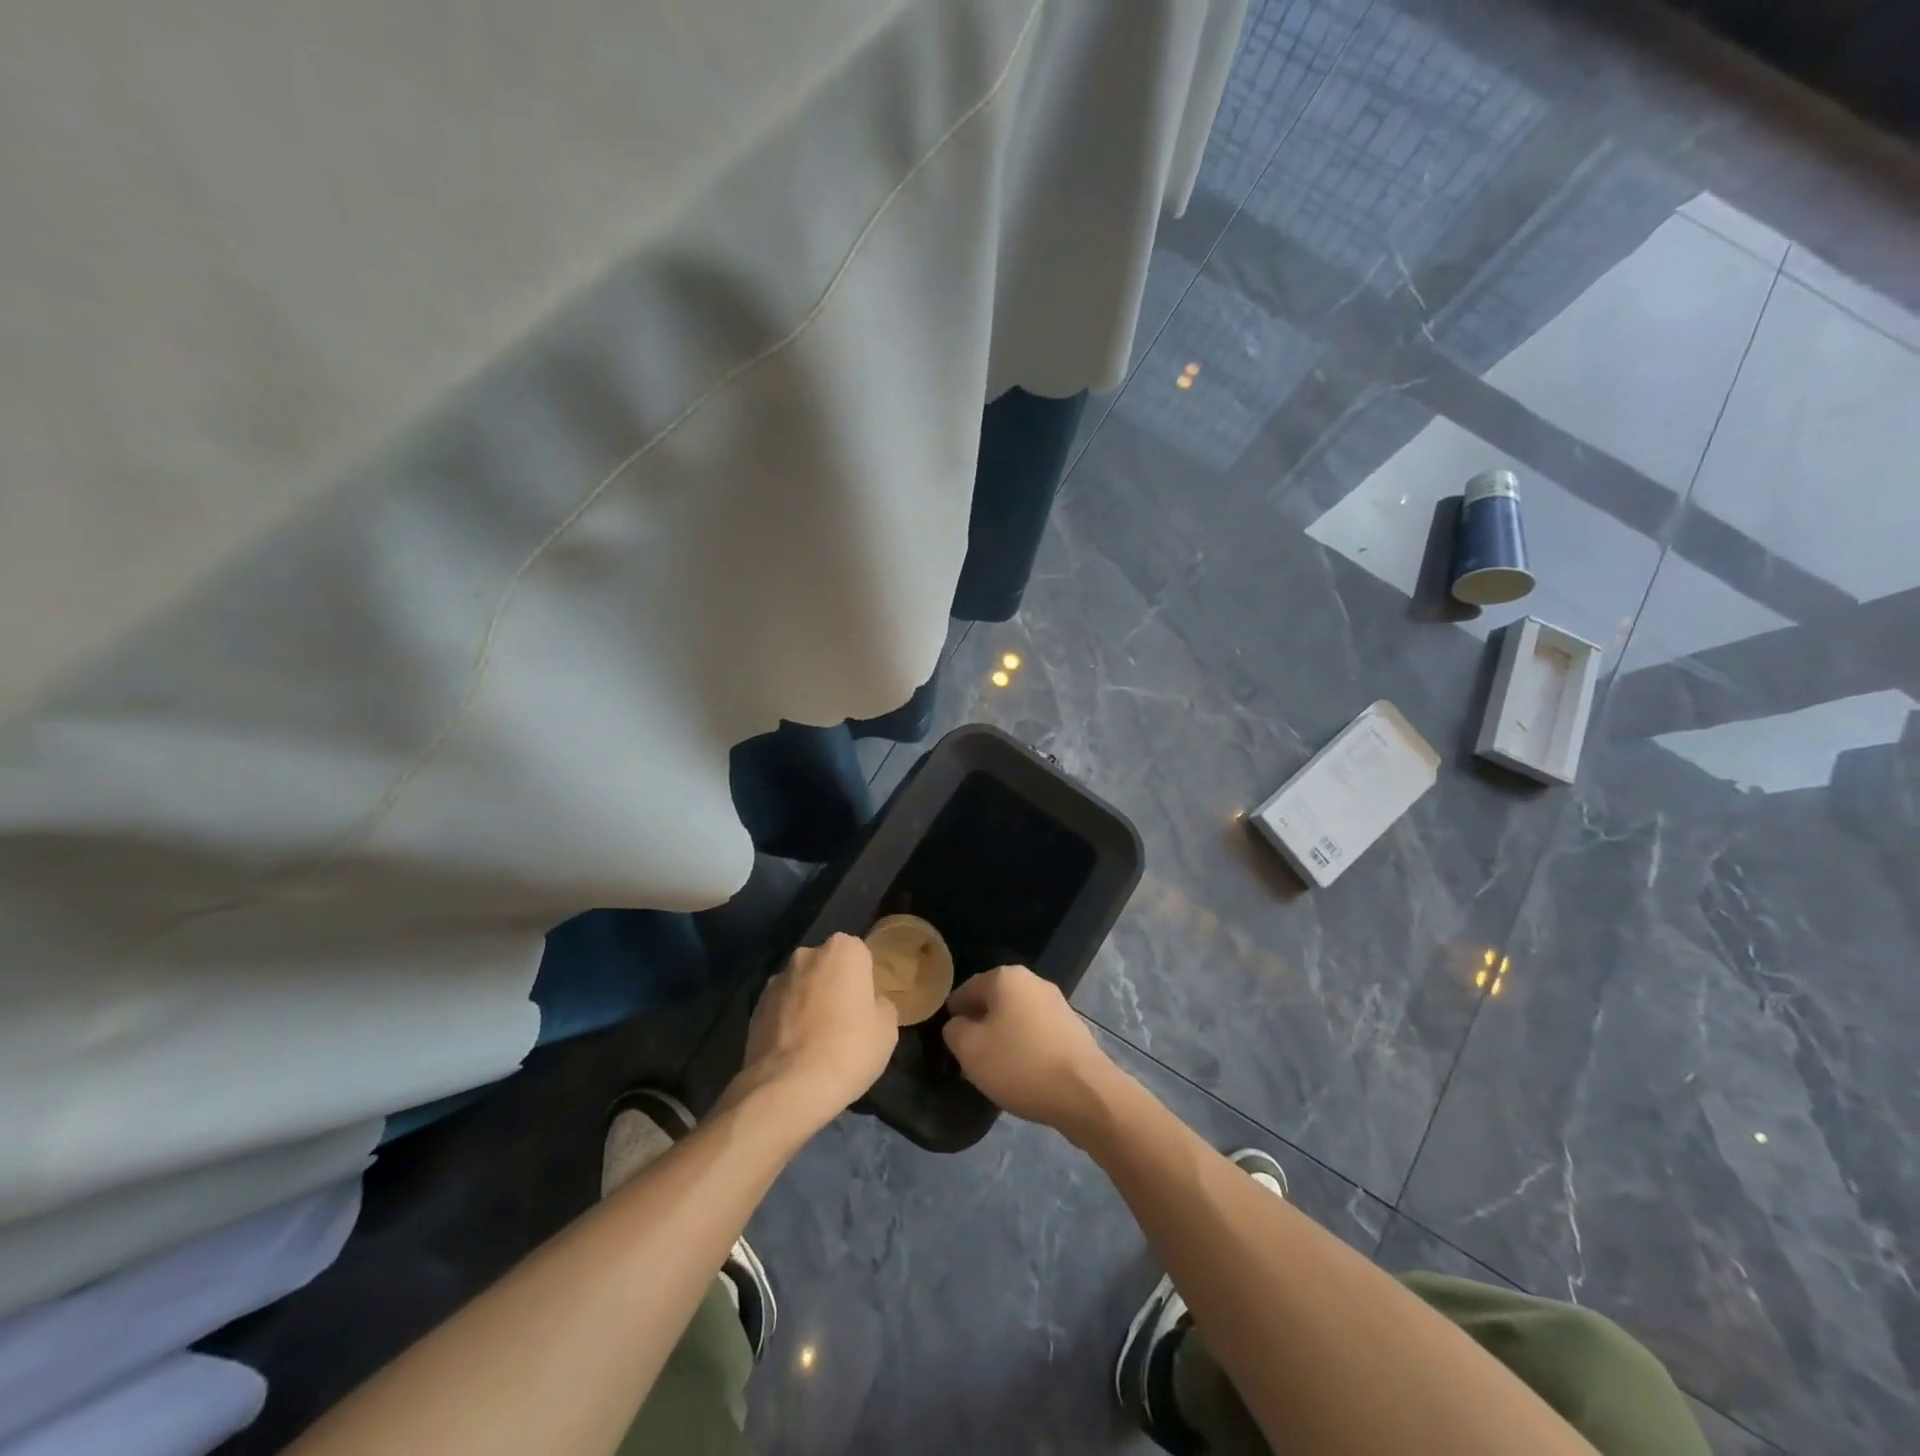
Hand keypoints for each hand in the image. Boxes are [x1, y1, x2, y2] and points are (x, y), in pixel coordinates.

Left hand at [725, 933, 898, 1135]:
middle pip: (827, 967)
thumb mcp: (887, 1029)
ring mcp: (776, 981)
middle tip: (844, 1022)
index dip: (864, 981)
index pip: (860, 955)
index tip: (866, 1007)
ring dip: (808, 1002)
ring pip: (801, 986)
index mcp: (842, 950)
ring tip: (815, 1041)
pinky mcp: (754, 1008)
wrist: (787, 1088)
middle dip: (834, 986)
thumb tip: (869, 1004)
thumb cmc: (848, 1050)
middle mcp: (806, 955)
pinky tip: (795, 1051)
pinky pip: (781, 1008)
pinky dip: (788, 1021)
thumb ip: (881, 1005)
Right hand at [942, 965, 1120, 1139]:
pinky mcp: (1072, 1027)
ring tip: (994, 1070)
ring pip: (1016, 1017)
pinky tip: (1022, 1073)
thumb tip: (958, 1024)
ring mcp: (1057, 1003)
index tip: (948, 1040)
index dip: (953, 1013)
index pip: (967, 989)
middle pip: (994, 1001)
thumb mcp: (970, 1050)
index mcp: (1006, 977)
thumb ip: (954, 1031)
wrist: (1084, 1092)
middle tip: (968, 1057)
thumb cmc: (1020, 1065)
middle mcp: (1033, 981)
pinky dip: (1025, 1047)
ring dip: (1003, 1038)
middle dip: (979, 1026)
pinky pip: (1037, 1032)